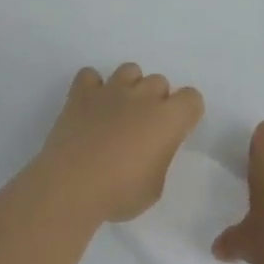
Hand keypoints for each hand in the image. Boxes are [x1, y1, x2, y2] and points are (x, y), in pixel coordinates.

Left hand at [34, 63, 204, 224]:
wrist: (71, 186)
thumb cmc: (120, 192)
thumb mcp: (154, 188)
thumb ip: (159, 159)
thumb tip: (150, 152)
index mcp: (168, 118)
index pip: (192, 98)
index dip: (187, 113)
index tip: (177, 131)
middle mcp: (143, 96)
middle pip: (160, 82)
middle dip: (156, 100)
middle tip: (144, 128)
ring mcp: (111, 90)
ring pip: (130, 70)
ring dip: (129, 87)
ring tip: (119, 111)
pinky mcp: (82, 94)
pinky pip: (90, 76)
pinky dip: (92, 87)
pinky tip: (90, 106)